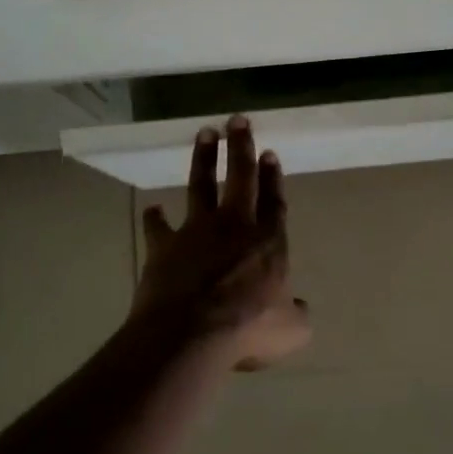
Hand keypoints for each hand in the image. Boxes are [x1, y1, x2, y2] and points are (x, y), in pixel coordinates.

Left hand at [132, 116, 310, 369]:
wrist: (191, 333)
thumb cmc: (247, 328)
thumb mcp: (289, 331)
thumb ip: (296, 316)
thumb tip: (300, 309)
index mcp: (268, 242)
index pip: (273, 201)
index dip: (273, 177)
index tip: (269, 152)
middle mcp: (235, 226)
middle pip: (240, 177)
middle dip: (240, 146)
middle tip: (238, 120)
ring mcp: (197, 231)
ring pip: (202, 185)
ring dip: (203, 159)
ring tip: (205, 133)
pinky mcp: (166, 246)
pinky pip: (159, 227)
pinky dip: (155, 218)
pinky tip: (152, 208)